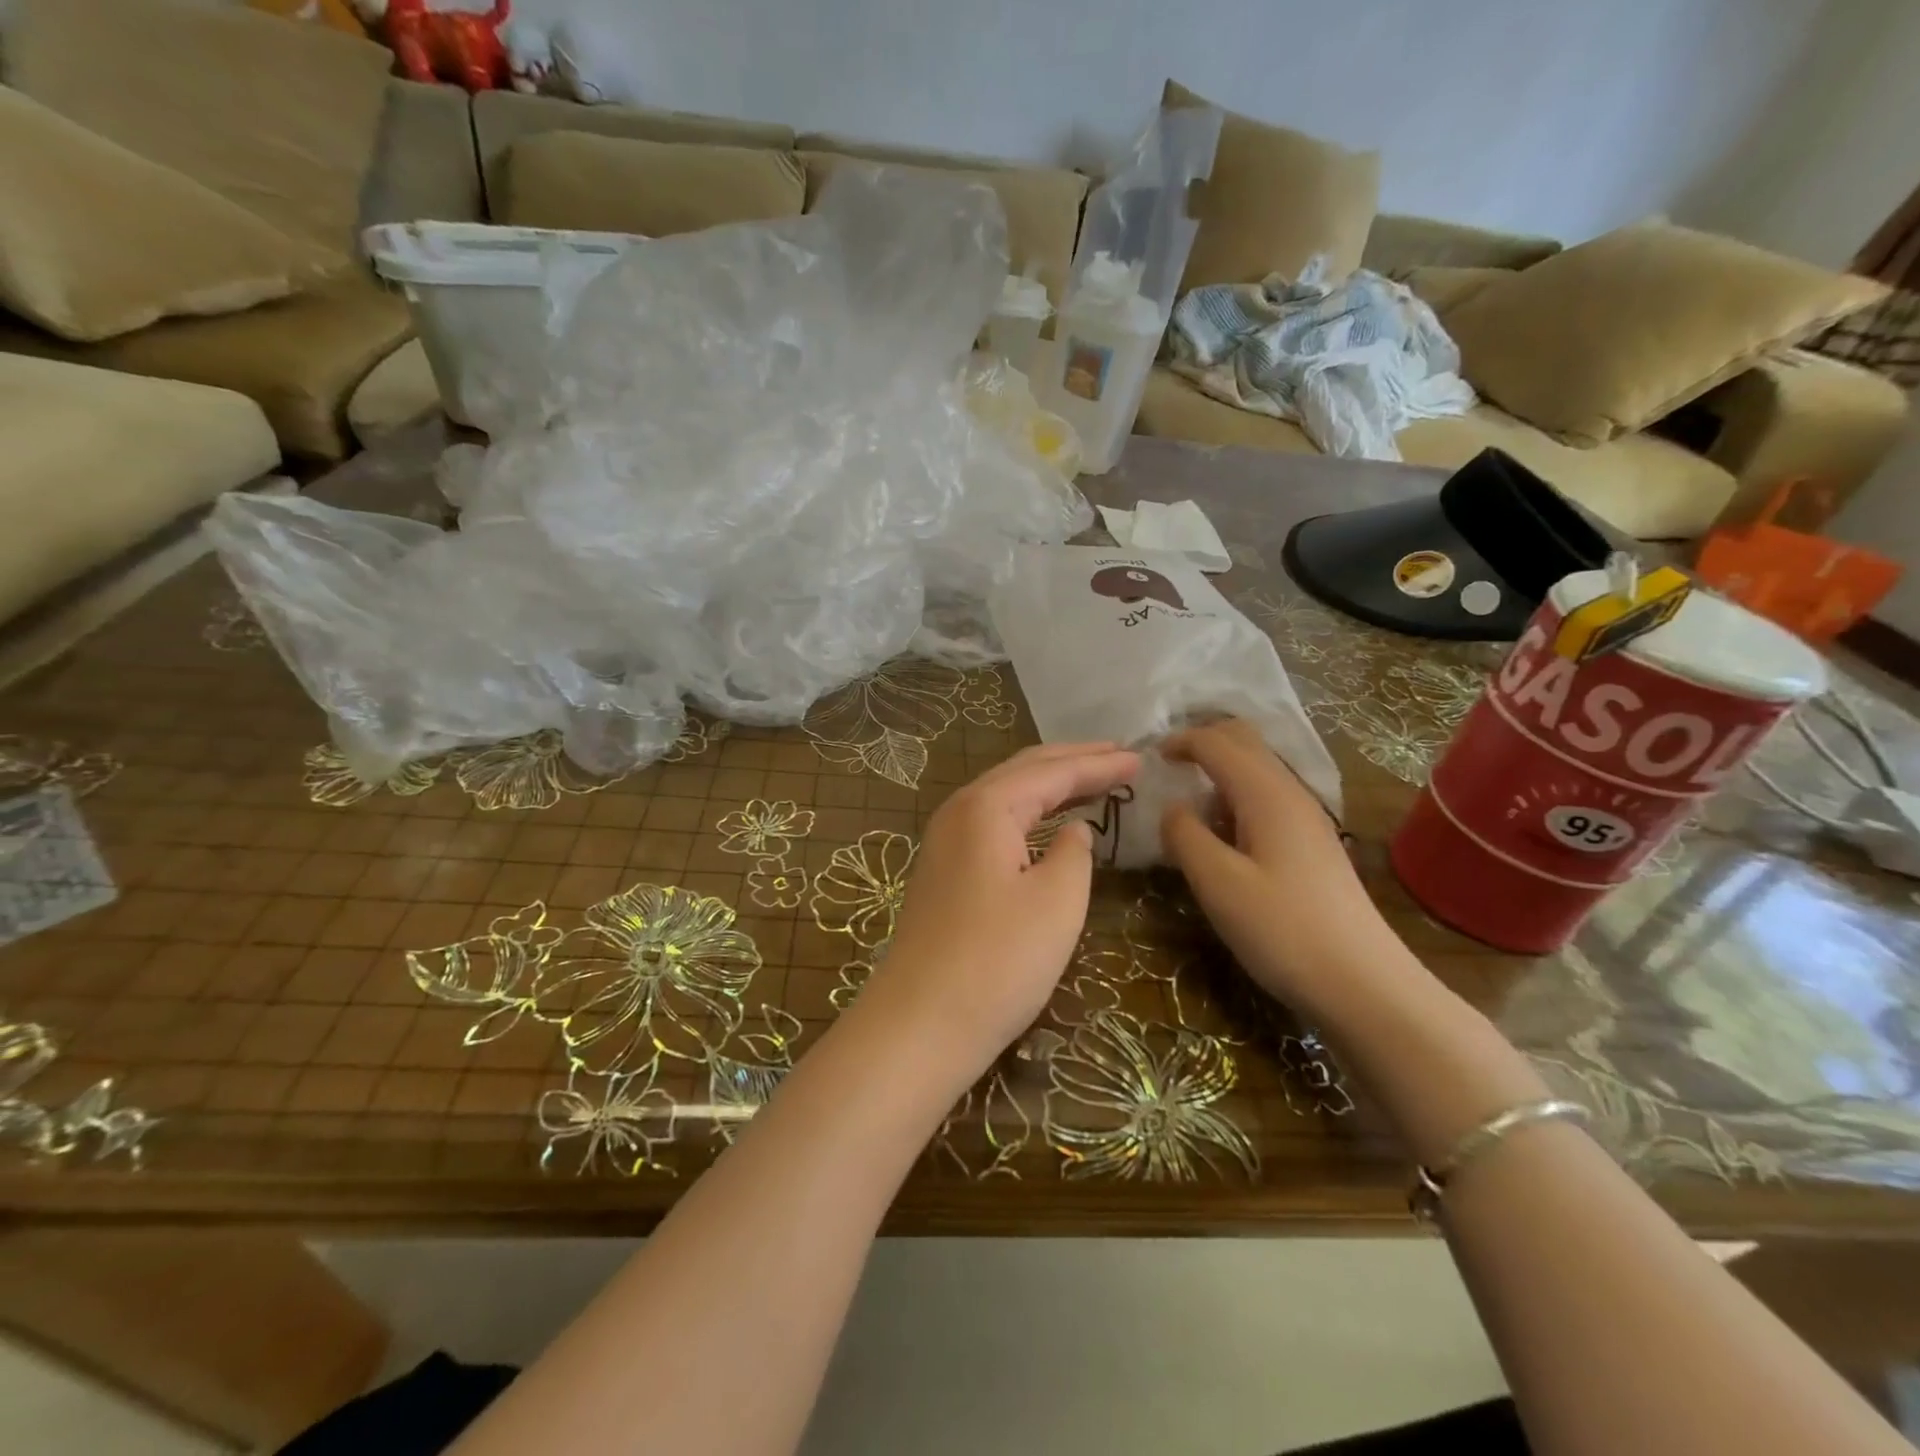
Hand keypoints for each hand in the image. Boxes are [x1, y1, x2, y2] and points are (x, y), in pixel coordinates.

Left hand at [863, 742, 1138, 1079]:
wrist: (920, 1023)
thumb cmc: (998, 960)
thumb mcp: (1057, 901)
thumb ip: (1073, 853)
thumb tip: (1072, 830)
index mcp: (986, 806)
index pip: (1053, 771)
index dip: (1099, 764)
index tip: (1141, 758)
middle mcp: (959, 810)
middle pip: (1024, 770)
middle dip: (1073, 760)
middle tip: (1120, 755)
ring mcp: (945, 841)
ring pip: (1006, 795)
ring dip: (1050, 784)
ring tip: (1093, 778)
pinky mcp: (944, 871)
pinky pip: (995, 822)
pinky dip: (1029, 812)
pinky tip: (1049, 823)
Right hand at [1161, 719, 1415, 1020]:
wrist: (1363, 984)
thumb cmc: (1283, 930)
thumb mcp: (1218, 883)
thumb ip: (1185, 835)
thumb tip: (1172, 808)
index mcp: (1266, 794)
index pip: (1217, 742)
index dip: (1180, 741)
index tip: (1148, 758)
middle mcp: (1291, 793)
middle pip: (1245, 742)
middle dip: (1204, 741)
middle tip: (1167, 765)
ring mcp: (1307, 819)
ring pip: (1258, 770)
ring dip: (1220, 770)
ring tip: (1187, 801)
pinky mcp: (1312, 845)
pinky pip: (1267, 798)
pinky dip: (1236, 796)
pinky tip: (1222, 833)